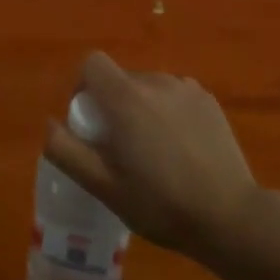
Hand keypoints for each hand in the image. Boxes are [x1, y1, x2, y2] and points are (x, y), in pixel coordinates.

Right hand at [44, 52, 271, 261]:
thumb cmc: (160, 203)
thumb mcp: (103, 186)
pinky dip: (169, 112)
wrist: (230, 217)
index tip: (89, 120)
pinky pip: (176, 96)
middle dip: (113, 104)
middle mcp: (155, 81)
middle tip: (120, 147)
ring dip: (142, 108)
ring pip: (149, 88)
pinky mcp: (209, 101)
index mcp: (125, 97)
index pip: (92, 62)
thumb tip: (49, 124)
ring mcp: (186, 89)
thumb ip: (67, 151)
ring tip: (154, 150)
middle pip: (121, 78)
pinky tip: (181, 148)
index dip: (83, 85)